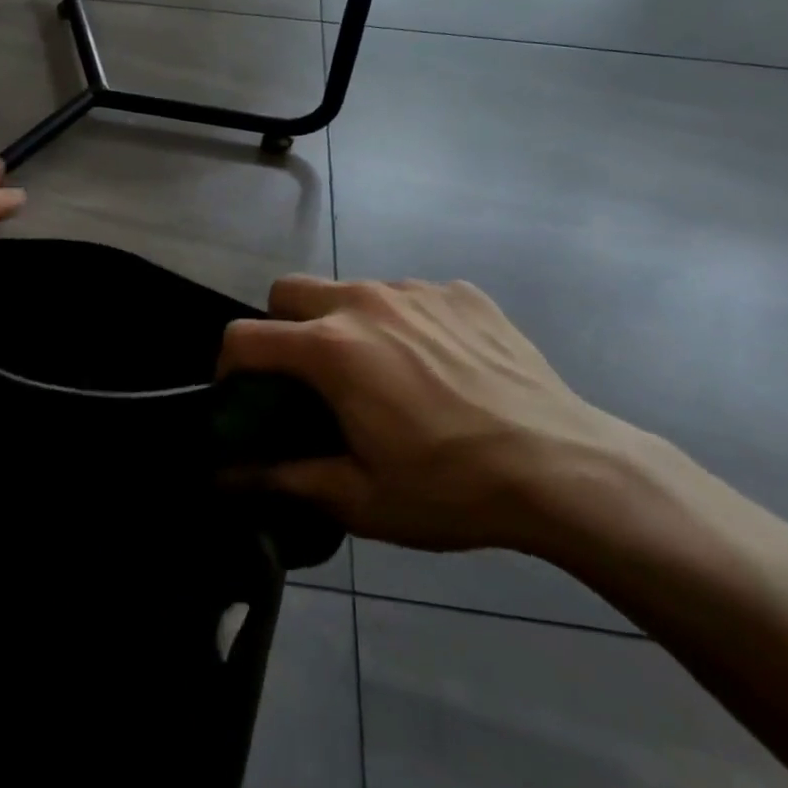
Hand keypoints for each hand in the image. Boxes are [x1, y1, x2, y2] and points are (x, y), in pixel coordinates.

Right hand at [220, 276, 642, 554]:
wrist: (564, 467)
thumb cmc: (451, 488)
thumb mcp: (360, 498)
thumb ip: (282, 478)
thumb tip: (223, 477)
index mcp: (331, 349)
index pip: (244, 336)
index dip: (228, 365)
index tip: (242, 395)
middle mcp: (365, 301)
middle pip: (288, 290)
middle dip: (281, 326)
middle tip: (308, 377)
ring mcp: (416, 290)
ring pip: (351, 290)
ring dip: (345, 323)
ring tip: (383, 374)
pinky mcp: (460, 292)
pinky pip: (410, 297)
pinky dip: (405, 323)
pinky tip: (439, 366)